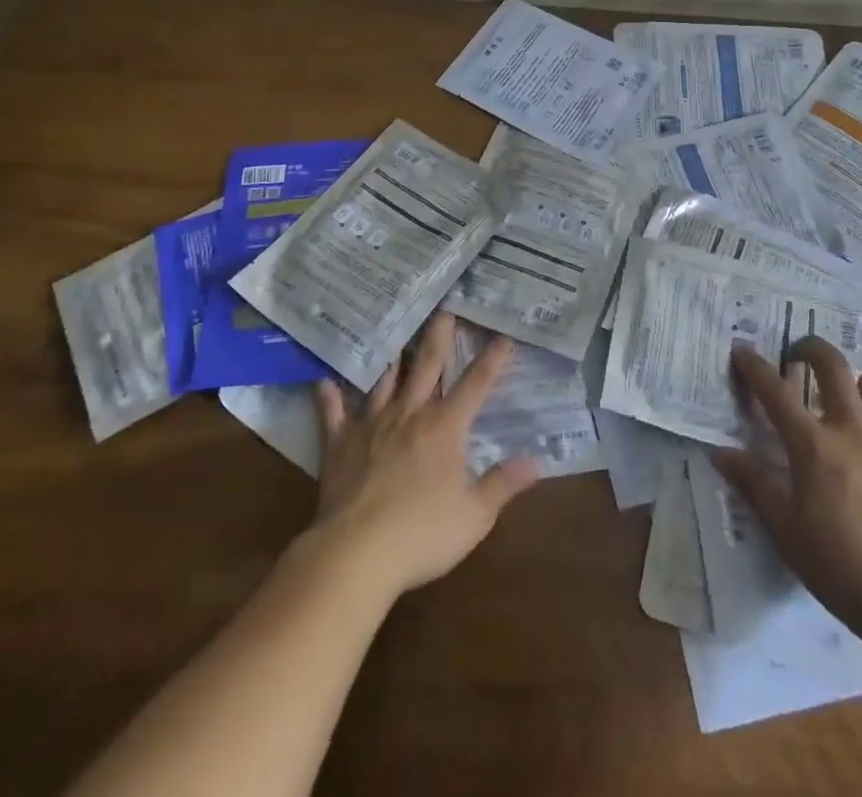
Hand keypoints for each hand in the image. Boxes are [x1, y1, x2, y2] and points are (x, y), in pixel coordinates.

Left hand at [308, 312, 540, 601]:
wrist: (357, 551)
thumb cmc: (423, 534)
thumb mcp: (475, 515)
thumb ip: (503, 484)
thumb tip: (536, 461)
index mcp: (445, 427)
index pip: (475, 385)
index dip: (492, 361)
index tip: (504, 337)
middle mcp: (410, 413)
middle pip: (427, 365)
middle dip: (439, 336)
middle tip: (444, 310)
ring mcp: (372, 423)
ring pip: (385, 380)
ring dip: (392, 356)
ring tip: (395, 331)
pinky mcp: (340, 442)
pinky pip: (333, 412)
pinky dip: (330, 396)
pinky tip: (324, 380)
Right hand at [716, 338, 861, 650]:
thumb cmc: (843, 567)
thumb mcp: (786, 531)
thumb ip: (754, 485)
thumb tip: (721, 453)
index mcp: (813, 445)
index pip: (774, 391)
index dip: (753, 366)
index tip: (741, 350)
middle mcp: (854, 428)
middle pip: (832, 365)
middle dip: (810, 349)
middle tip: (800, 357)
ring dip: (861, 385)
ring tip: (855, 401)